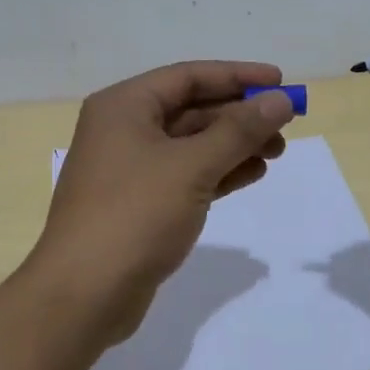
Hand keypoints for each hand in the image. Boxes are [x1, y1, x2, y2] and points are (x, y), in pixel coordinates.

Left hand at [28, 61, 296, 348]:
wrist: (84, 294)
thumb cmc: (135, 215)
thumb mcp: (192, 166)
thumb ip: (239, 131)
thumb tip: (280, 100)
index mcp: (124, 106)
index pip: (188, 77)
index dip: (237, 76)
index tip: (279, 82)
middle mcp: (124, 129)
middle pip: (191, 109)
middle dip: (239, 115)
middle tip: (286, 126)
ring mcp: (130, 169)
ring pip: (192, 145)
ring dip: (234, 145)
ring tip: (277, 152)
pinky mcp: (140, 204)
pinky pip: (186, 175)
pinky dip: (219, 172)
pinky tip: (252, 175)